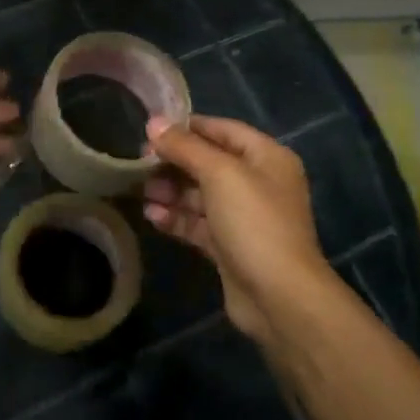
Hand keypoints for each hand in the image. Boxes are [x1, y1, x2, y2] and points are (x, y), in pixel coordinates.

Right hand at [142, 115, 335, 342]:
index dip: (187, 127)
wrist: (279, 297)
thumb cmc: (254, 222)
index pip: (222, 130)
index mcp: (266, 157)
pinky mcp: (230, 246)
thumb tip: (154, 122)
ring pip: (200, 195)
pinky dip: (176, 218)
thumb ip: (185, 146)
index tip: (151, 130)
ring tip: (141, 192)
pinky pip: (198, 223)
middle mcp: (258, 183)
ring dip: (170, 191)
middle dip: (174, 163)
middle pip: (208, 163)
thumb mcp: (219, 174)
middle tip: (139, 164)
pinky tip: (152, 216)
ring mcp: (244, 217)